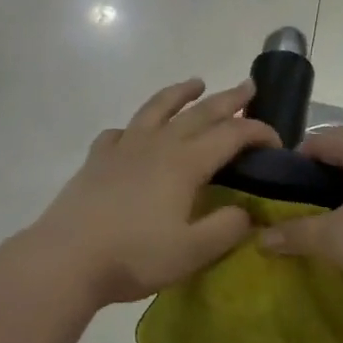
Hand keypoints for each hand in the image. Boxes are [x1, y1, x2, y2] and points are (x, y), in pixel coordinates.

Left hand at [26, 79, 279, 305]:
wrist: (66, 259)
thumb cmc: (134, 256)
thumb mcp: (193, 252)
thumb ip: (227, 228)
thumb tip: (247, 211)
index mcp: (185, 163)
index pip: (231, 135)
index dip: (258, 133)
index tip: (276, 142)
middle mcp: (156, 145)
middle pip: (198, 113)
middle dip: (227, 100)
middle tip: (247, 87)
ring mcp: (122, 149)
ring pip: (156, 110)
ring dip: (179, 94)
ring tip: (194, 83)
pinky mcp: (96, 161)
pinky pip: (119, 133)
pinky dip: (133, 127)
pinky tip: (133, 133)